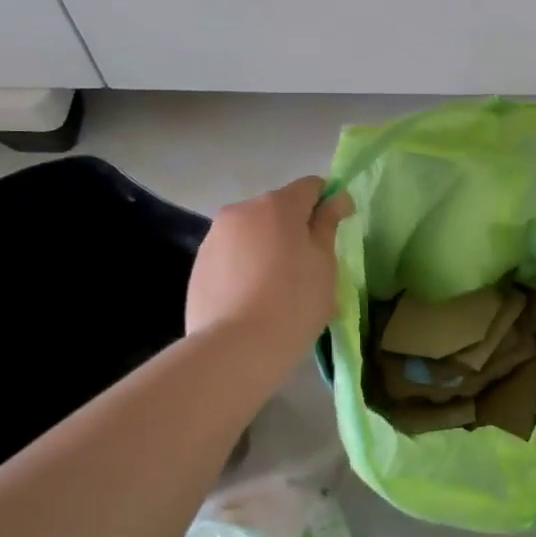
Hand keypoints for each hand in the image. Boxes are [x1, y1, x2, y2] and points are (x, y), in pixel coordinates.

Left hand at [187, 177, 350, 359]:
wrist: (235, 349)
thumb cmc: (294, 303)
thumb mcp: (324, 264)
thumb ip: (328, 224)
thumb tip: (336, 198)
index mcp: (278, 205)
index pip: (310, 187)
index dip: (327, 203)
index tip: (336, 231)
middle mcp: (242, 211)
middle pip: (278, 209)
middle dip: (295, 229)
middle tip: (308, 268)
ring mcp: (215, 237)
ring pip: (252, 233)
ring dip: (268, 247)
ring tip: (277, 288)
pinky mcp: (199, 264)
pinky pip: (232, 256)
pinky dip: (246, 267)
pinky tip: (253, 299)